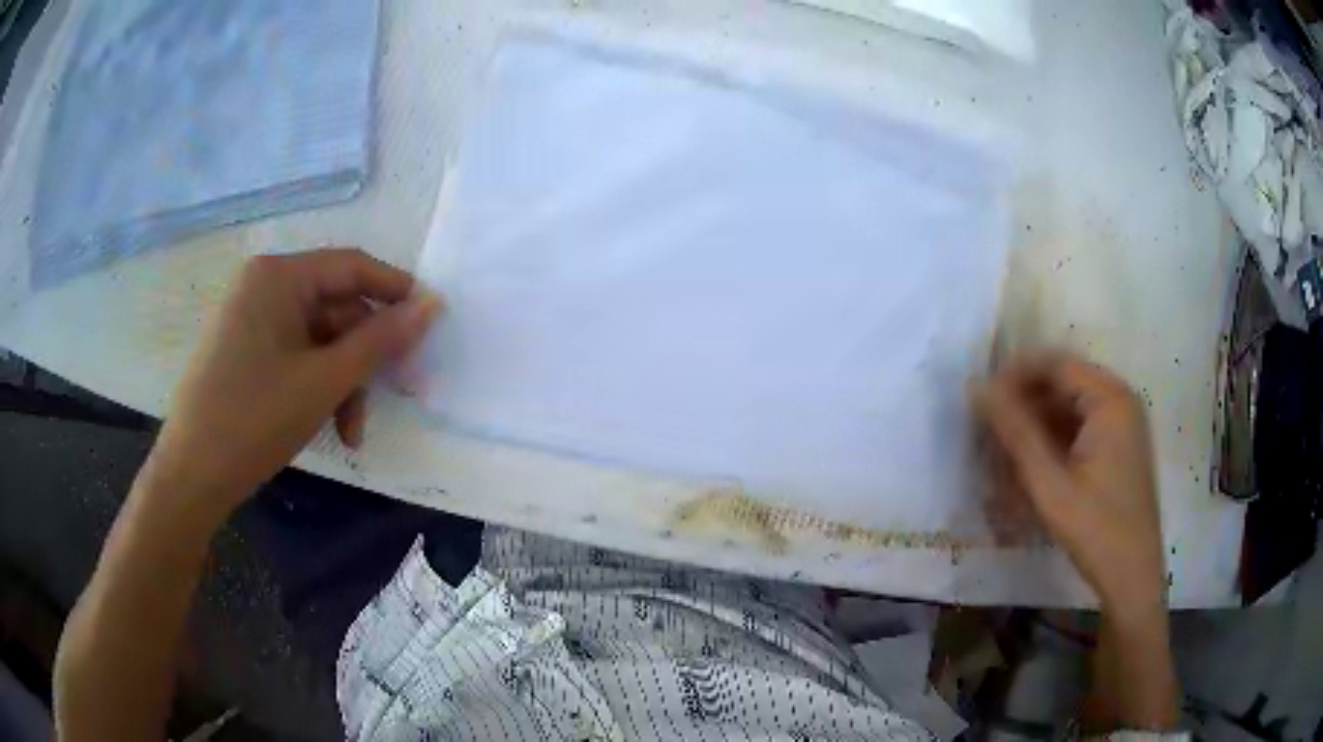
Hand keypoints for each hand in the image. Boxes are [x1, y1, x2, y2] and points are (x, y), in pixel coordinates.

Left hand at [148, 248, 440, 516]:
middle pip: (334, 309)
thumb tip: (431, 305)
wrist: (191, 475)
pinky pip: (294, 356)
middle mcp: (263, 286)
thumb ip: (380, 341)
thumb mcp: (324, 381)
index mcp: (278, 276)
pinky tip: (325, 426)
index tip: (431, 323)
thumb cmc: (254, 419)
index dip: (396, 291)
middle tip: (395, 396)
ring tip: (351, 433)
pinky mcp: (243, 350)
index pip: (352, 267)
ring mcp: (250, 319)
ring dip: (342, 383)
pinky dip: (316, 387)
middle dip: (363, 358)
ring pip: (317, 340)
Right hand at [975, 356, 1165, 617]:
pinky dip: (1053, 441)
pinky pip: (1079, 429)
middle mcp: (1119, 400)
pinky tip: (1031, 467)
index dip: (1013, 376)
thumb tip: (977, 387)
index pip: (1054, 364)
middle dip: (1024, 404)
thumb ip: (1015, 432)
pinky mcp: (1119, 447)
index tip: (980, 403)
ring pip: (1068, 408)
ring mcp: (1122, 424)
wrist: (1132, 576)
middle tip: (989, 432)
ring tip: (1004, 454)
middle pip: (1062, 384)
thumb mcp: (1050, 483)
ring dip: (1036, 424)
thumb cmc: (1095, 528)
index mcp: (1110, 398)